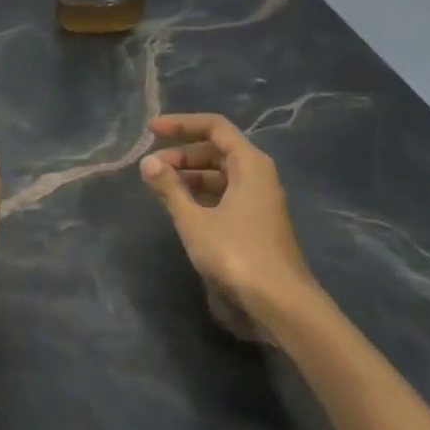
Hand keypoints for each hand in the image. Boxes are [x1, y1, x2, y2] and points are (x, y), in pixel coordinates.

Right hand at [138, 113, 319, 322]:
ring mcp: (259, 201)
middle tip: (151, 167)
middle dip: (182, 153)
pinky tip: (181, 207)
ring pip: (220, 174)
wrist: (281, 305)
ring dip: (189, 175)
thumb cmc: (236, 253)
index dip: (181, 124)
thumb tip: (147, 162)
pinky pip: (225, 195)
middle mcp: (258, 176)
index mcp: (250, 164)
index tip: (151, 130)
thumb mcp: (194, 219)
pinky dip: (200, 194)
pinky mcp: (256, 223)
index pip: (214, 127)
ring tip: (160, 187)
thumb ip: (169, 187)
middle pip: (217, 150)